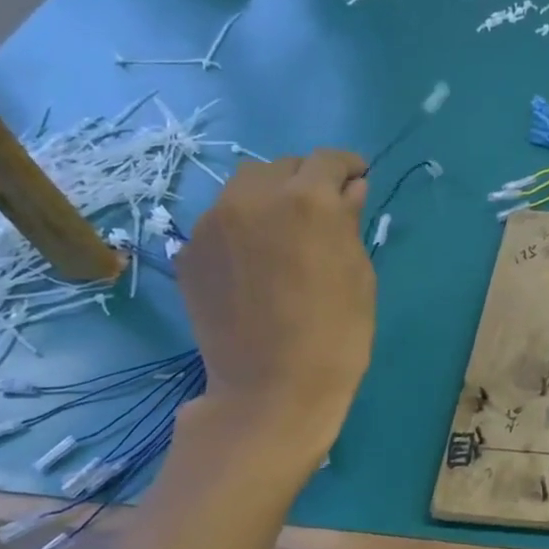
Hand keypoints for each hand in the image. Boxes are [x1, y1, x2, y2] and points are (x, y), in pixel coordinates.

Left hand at [177, 150, 373, 444]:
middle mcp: (254, 198)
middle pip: (283, 166)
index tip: (358, 181)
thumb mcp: (359, 273)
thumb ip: (350, 221)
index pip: (328, 160)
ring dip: (271, 197)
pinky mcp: (189, 251)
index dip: (348, 167)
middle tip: (323, 211)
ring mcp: (213, 223)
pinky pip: (222, 220)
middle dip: (307, 180)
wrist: (271, 389)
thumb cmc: (337, 333)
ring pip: (245, 187)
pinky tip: (256, 261)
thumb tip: (349, 190)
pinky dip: (244, 226)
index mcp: (307, 201)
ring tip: (285, 231)